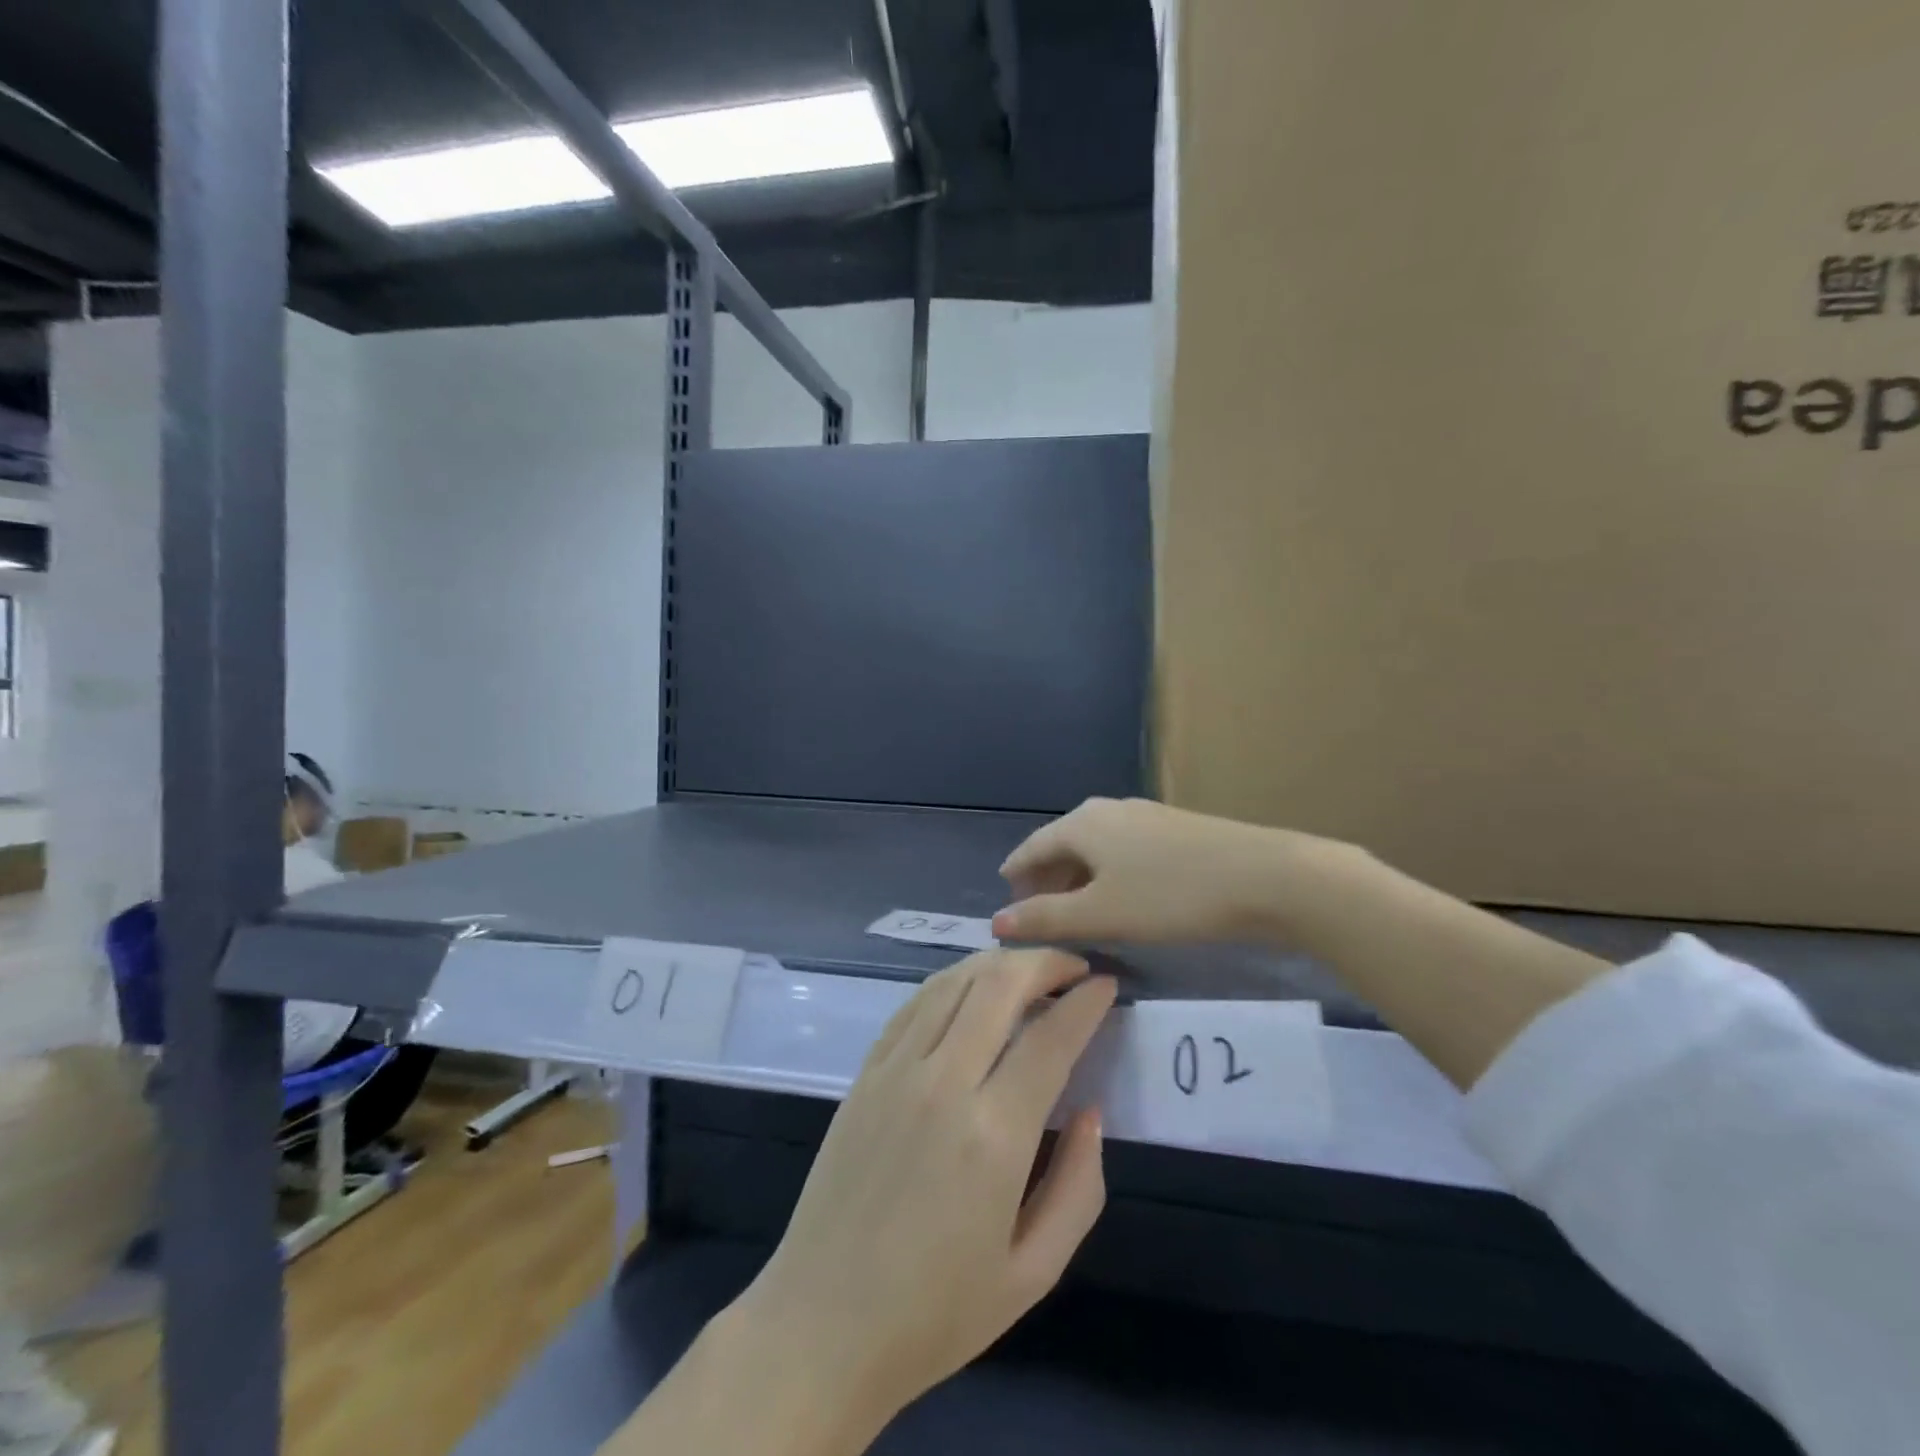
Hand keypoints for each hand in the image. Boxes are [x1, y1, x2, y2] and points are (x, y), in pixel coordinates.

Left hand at [731, 949, 1116, 1435]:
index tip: (1107, 985)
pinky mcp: (866, 1072)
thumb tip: (1090, 1109)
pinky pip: (915, 1004)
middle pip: (1000, 985)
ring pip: (954, 981)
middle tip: (1074, 967)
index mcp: (994, 1136)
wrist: (822, 1325)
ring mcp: (896, 1070)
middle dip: (1045, 962)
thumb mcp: (1033, 1272)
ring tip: (1029, 969)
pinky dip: (952, 981)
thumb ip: (1078, 1185)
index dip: (1086, 1001)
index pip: (1051, 1037)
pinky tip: (970, 988)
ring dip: (999, 962)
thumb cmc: (936, 1313)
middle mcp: (943, 1083)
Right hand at [993, 796, 1351, 946]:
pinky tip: (1121, 897)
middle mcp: (1108, 810)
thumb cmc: (1171, 896)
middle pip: (1063, 845)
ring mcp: (1146, 816)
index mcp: (1082, 824)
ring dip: (1078, 878)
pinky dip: (1108, 873)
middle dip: (1046, 878)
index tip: (1006, 899)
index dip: (1015, 875)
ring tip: (1076, 910)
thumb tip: (996, 923)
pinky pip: (1124, 850)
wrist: (1266, 877)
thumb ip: (1046, 918)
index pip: (1032, 847)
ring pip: (1096, 848)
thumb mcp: (1101, 914)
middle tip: (1037, 912)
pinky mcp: (1175, 829)